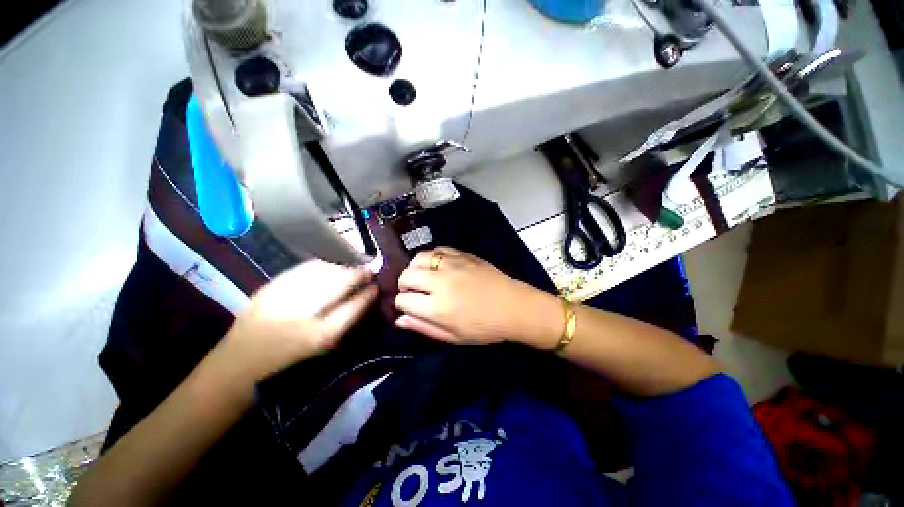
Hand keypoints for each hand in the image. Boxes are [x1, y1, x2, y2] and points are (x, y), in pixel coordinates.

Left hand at [212, 260, 377, 383]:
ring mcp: (283, 297)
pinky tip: (329, 267)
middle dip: (358, 274)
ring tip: (350, 268)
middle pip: (340, 282)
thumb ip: (347, 320)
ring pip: (323, 271)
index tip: (376, 286)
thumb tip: (365, 296)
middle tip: (367, 272)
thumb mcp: (324, 348)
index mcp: (320, 336)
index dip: (368, 293)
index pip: (355, 305)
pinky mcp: (268, 287)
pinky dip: (322, 266)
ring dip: (342, 267)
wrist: (238, 366)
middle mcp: (303, 313)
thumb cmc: (288, 363)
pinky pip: (304, 269)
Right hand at [393, 247, 560, 346]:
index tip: (406, 305)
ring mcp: (452, 265)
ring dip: (415, 268)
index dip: (400, 304)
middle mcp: (441, 282)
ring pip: (419, 258)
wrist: (512, 306)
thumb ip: (423, 327)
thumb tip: (399, 319)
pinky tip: (437, 265)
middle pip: (407, 276)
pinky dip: (432, 256)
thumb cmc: (484, 327)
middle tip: (412, 292)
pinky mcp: (463, 255)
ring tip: (422, 276)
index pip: (404, 300)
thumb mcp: (453, 336)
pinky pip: (439, 249)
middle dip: (404, 285)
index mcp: (438, 308)